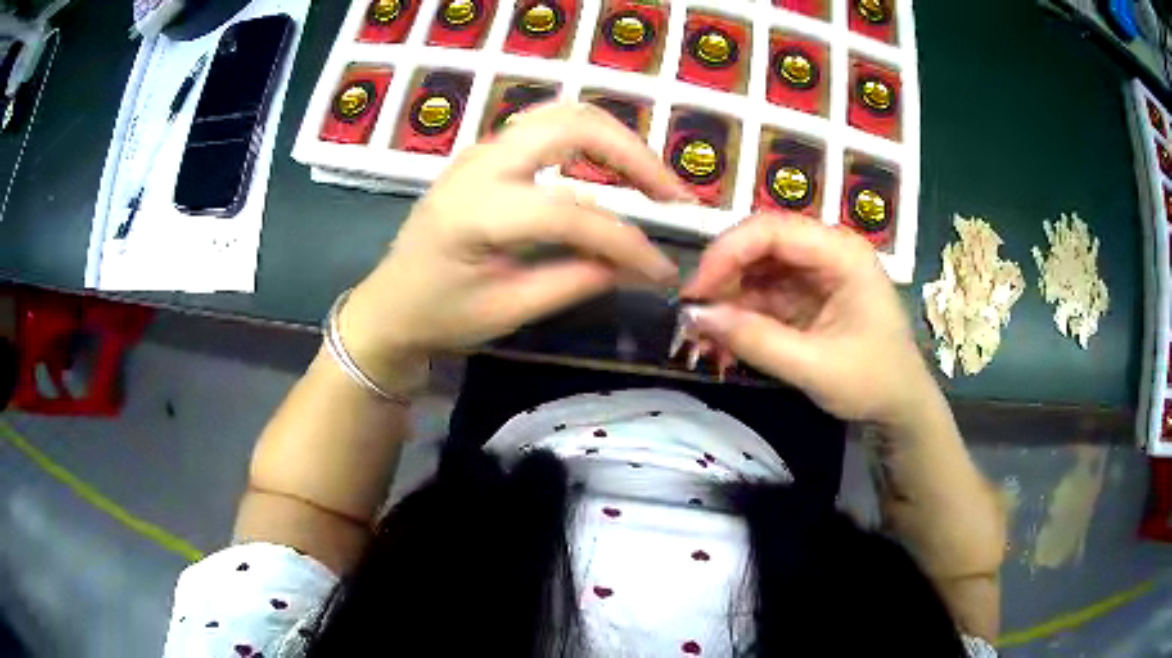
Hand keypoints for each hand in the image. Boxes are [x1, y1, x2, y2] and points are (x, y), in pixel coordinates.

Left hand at [340, 103, 691, 375]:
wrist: (387, 304)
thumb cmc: (439, 315)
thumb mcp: (508, 310)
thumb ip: (576, 280)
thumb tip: (637, 264)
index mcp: (477, 211)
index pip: (573, 214)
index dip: (628, 243)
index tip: (662, 270)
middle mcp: (481, 163)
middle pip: (574, 126)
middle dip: (635, 156)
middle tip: (674, 197)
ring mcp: (482, 150)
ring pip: (563, 115)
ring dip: (616, 140)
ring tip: (653, 181)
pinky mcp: (487, 153)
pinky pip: (548, 127)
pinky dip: (591, 140)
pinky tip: (612, 169)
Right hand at [680, 214, 933, 427]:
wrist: (901, 408)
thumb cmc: (873, 382)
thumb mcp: (815, 367)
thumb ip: (757, 340)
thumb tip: (694, 316)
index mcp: (842, 253)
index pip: (772, 230)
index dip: (727, 253)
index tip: (695, 292)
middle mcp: (827, 252)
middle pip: (760, 245)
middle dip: (723, 278)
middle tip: (692, 316)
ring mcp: (817, 273)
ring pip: (757, 270)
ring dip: (727, 300)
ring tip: (702, 337)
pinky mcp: (808, 296)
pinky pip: (764, 295)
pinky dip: (741, 316)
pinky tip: (723, 341)